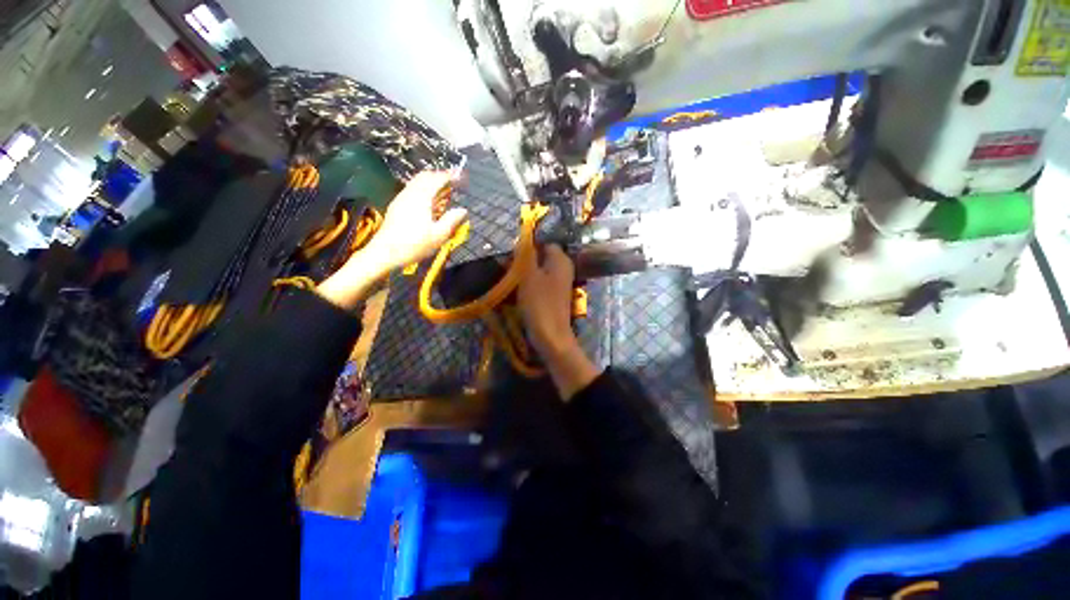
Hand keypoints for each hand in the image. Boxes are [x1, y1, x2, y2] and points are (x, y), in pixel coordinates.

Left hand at [318, 171, 467, 308]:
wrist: (385, 252)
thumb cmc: (414, 244)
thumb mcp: (439, 235)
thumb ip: (452, 220)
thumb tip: (462, 210)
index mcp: (422, 198)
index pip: (437, 179)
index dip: (450, 176)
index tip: (461, 176)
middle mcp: (410, 193)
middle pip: (425, 176)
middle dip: (439, 176)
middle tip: (452, 182)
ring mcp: (401, 198)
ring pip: (416, 182)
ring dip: (430, 182)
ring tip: (442, 192)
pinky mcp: (396, 206)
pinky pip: (412, 189)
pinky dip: (423, 189)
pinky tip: (428, 202)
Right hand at [518, 244, 576, 357]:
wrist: (550, 334)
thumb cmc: (539, 302)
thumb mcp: (528, 274)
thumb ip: (526, 254)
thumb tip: (523, 239)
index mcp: (560, 259)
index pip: (544, 242)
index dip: (528, 246)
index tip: (511, 254)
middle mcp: (563, 268)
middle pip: (541, 257)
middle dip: (523, 260)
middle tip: (506, 267)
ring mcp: (560, 283)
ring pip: (539, 271)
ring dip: (524, 273)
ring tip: (508, 278)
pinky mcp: (554, 296)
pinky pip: (540, 283)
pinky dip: (529, 284)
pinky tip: (516, 291)